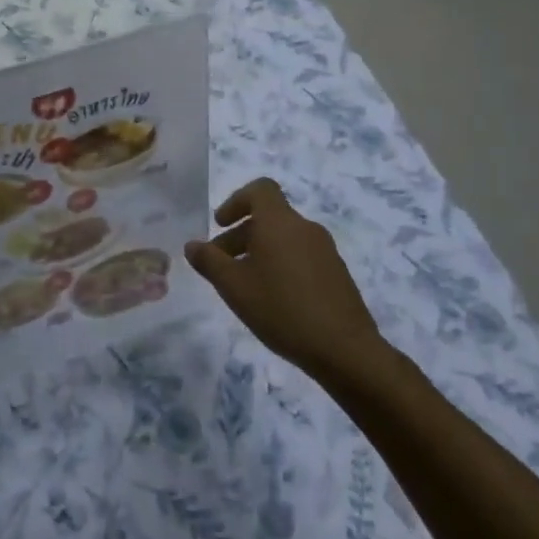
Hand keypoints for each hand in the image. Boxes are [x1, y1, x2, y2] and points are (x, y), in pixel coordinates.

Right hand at [186, 178, 386, 383]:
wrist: (346, 350)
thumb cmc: (282, 309)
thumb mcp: (234, 287)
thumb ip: (209, 261)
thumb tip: (192, 245)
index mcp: (279, 222)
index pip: (260, 189)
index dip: (236, 201)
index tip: (220, 224)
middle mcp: (305, 228)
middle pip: (269, 217)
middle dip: (241, 235)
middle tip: (221, 264)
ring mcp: (325, 251)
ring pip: (285, 239)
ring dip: (260, 252)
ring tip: (246, 286)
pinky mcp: (337, 274)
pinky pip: (302, 256)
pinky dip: (282, 265)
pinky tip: (275, 300)